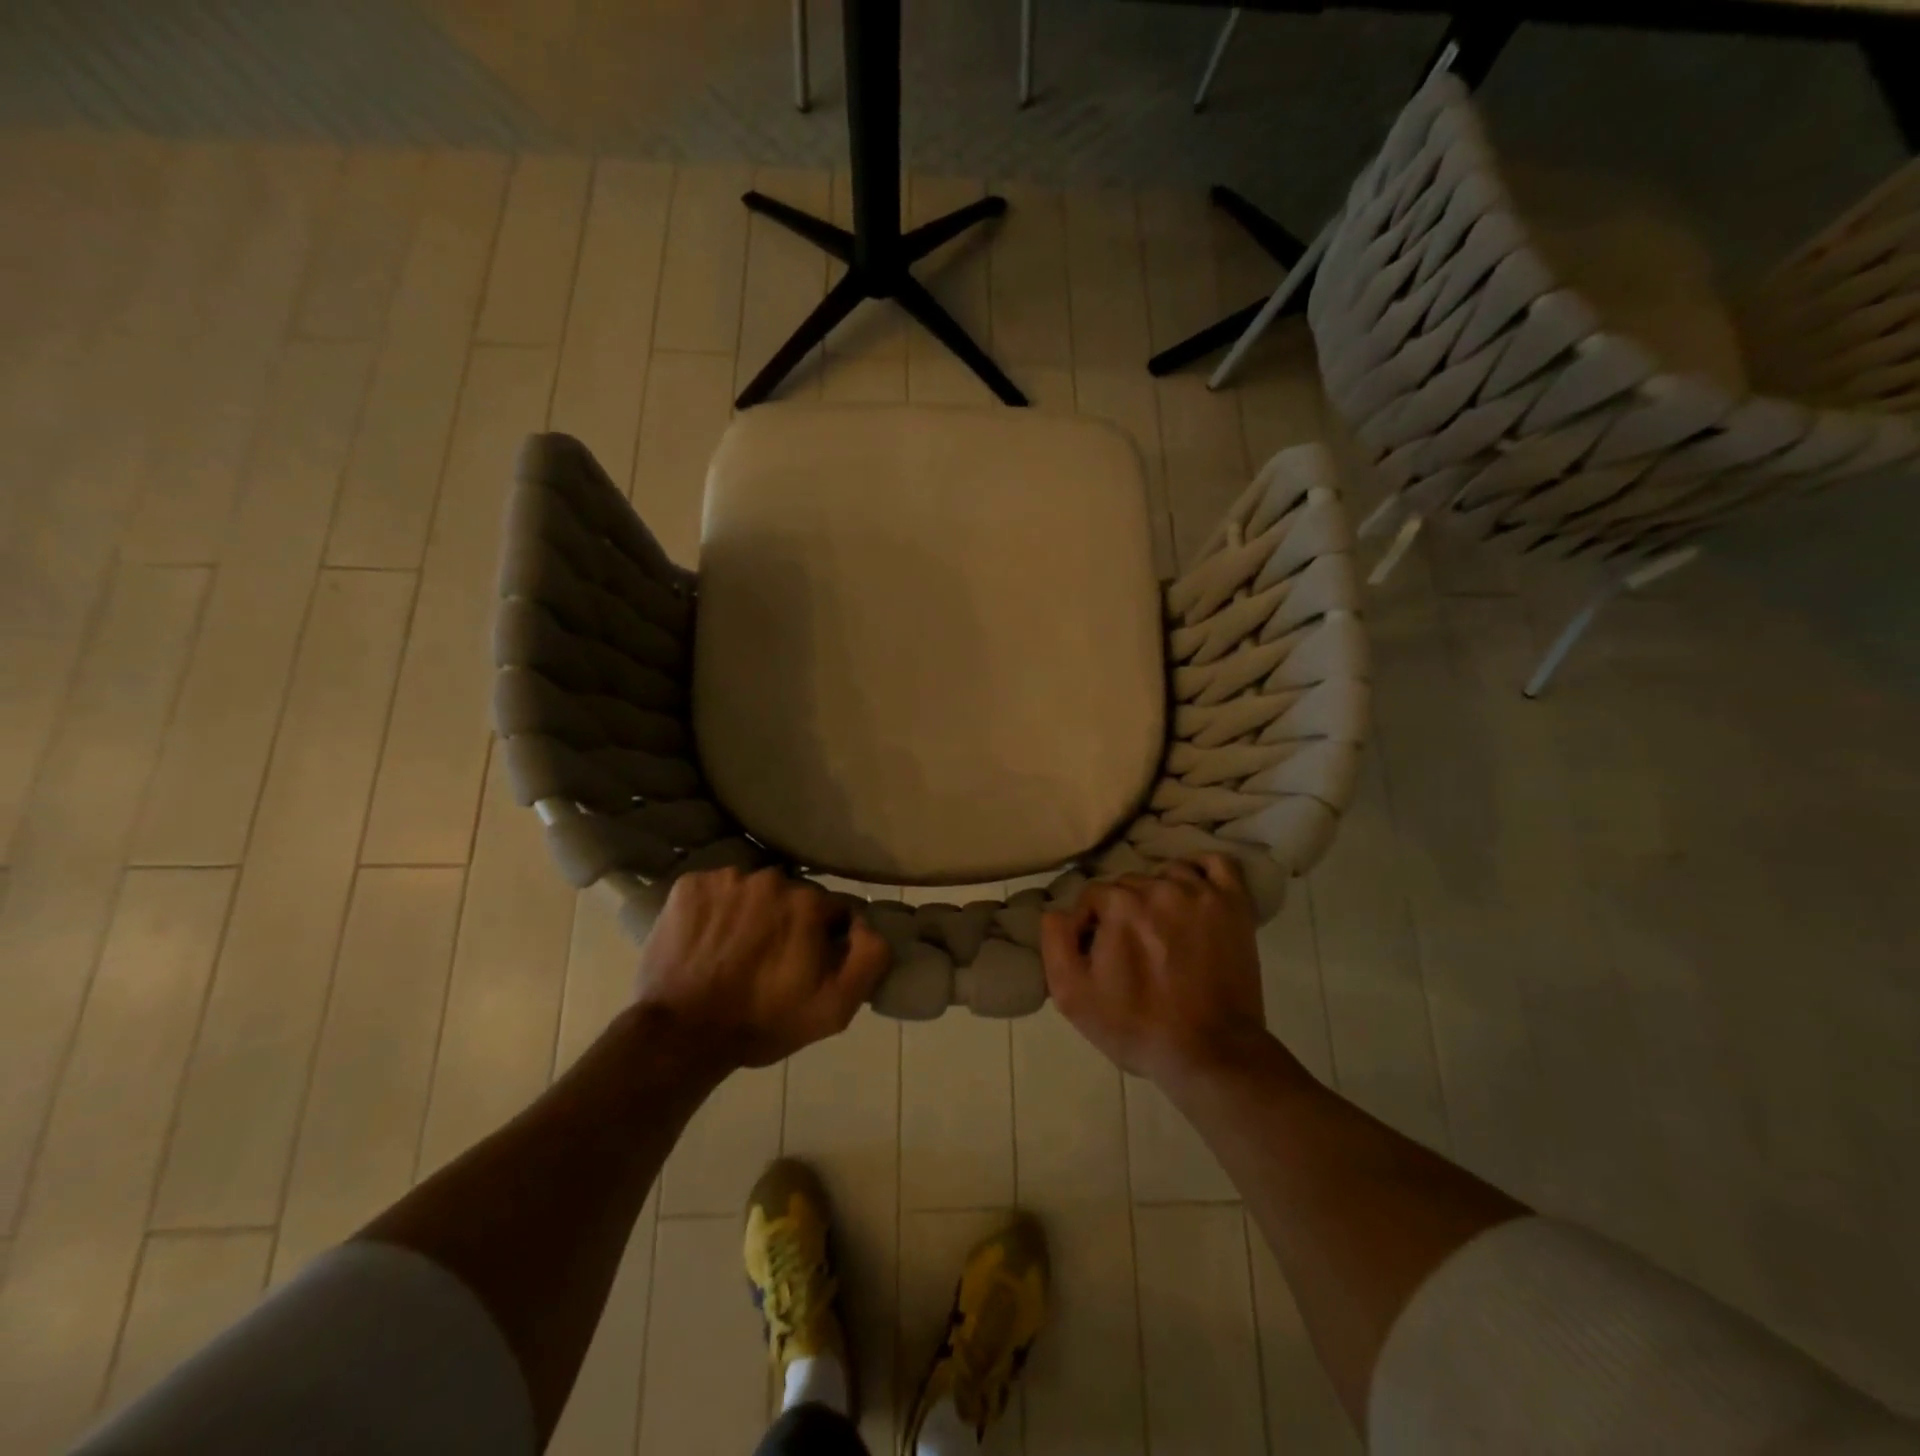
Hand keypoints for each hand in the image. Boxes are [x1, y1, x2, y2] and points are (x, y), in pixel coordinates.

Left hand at [634, 867, 889, 1072]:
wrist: (680, 1034)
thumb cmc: (762, 1022)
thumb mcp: (835, 1007)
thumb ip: (870, 957)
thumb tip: (866, 923)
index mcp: (808, 902)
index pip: (832, 910)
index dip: (824, 939)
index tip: (806, 965)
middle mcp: (770, 878)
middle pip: (792, 896)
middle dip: (788, 923)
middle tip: (770, 962)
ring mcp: (726, 879)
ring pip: (752, 891)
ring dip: (751, 913)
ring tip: (735, 953)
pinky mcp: (688, 885)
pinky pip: (715, 890)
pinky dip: (715, 910)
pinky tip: (708, 941)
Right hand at [1040, 857, 1269, 1085]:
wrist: (1211, 1053)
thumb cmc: (1137, 1027)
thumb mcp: (1074, 997)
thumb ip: (1055, 943)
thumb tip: (1056, 911)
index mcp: (1120, 906)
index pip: (1092, 896)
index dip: (1089, 924)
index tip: (1098, 953)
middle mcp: (1159, 888)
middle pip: (1129, 884)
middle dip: (1123, 910)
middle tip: (1132, 948)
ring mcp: (1201, 893)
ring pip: (1166, 873)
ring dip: (1158, 893)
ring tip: (1163, 928)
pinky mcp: (1234, 904)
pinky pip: (1216, 864)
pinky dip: (1201, 869)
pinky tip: (1192, 889)